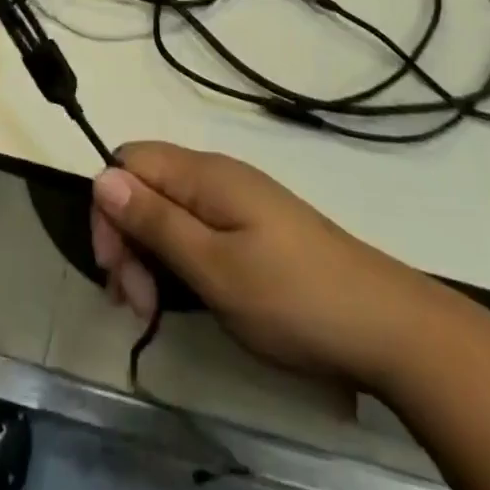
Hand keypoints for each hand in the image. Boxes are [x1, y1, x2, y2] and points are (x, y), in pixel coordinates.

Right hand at [90, 143, 430, 379]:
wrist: (387, 327)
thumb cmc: (292, 299)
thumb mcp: (214, 267)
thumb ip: (156, 221)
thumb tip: (102, 176)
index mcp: (204, 175)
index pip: (128, 161)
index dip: (109, 209)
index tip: (115, 271)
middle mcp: (217, 176)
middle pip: (145, 186)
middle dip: (127, 239)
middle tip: (136, 304)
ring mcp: (238, 201)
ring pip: (169, 210)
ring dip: (150, 255)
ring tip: (155, 310)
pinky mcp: (254, 228)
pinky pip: (196, 228)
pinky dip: (179, 259)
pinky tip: (186, 297)